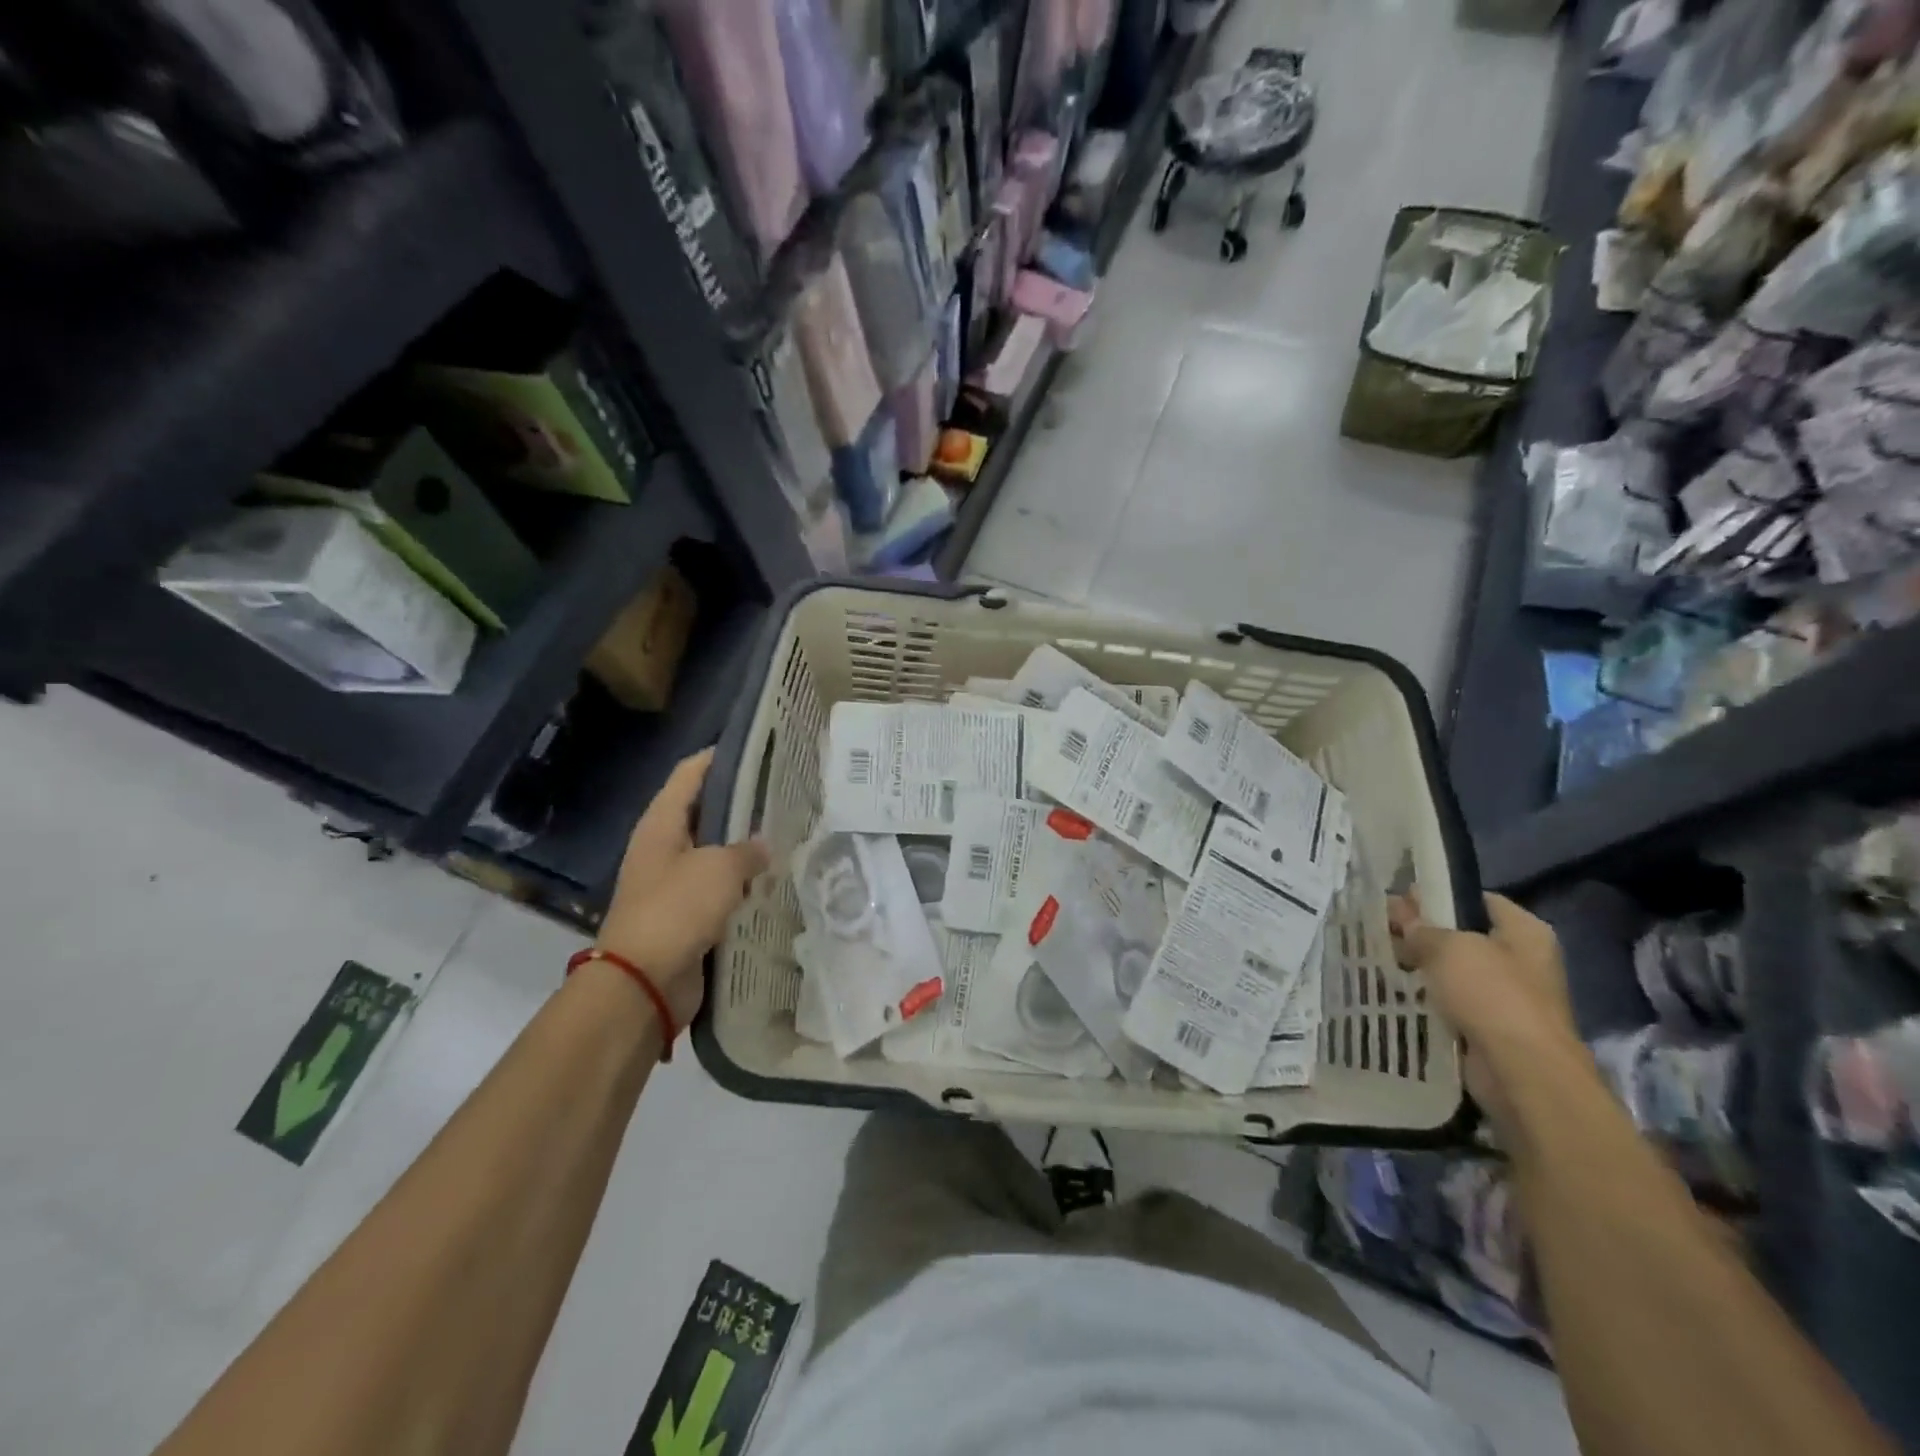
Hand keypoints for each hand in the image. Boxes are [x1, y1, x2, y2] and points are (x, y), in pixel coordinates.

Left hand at [596, 749, 769, 1025]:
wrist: (643, 982)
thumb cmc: (677, 910)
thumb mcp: (719, 869)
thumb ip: (747, 851)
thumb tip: (762, 847)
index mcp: (661, 825)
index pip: (689, 775)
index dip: (717, 757)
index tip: (754, 750)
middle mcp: (662, 848)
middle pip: (702, 813)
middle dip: (737, 804)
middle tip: (780, 796)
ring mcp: (671, 884)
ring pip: (712, 854)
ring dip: (740, 848)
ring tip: (783, 836)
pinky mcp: (683, 916)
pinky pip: (716, 890)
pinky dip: (739, 885)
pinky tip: (769, 883)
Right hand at [1389, 892, 1583, 1132]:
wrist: (1522, 1072)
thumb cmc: (1492, 995)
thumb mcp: (1448, 948)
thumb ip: (1421, 929)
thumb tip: (1402, 915)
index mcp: (1524, 932)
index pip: (1477, 899)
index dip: (1439, 895)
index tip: (1400, 898)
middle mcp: (1521, 961)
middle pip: (1463, 935)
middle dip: (1424, 932)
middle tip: (1382, 928)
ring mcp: (1508, 997)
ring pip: (1454, 971)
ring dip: (1422, 967)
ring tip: (1381, 958)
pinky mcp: (1491, 1028)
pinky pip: (1452, 1003)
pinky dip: (1428, 998)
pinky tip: (1397, 991)